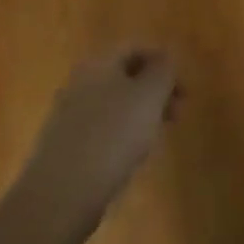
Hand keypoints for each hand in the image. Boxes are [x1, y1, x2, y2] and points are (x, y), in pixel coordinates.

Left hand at [22, 47, 179, 223]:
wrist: (60, 196)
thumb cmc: (113, 136)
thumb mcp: (150, 95)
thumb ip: (163, 70)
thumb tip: (166, 58)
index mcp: (98, 64)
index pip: (135, 48)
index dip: (163, 61)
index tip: (183, 86)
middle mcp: (79, 84)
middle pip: (124, 76)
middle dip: (154, 90)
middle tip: (178, 112)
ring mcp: (67, 117)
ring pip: (113, 104)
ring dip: (140, 113)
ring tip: (158, 136)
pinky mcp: (64, 148)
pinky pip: (100, 130)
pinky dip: (121, 135)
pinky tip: (131, 156)